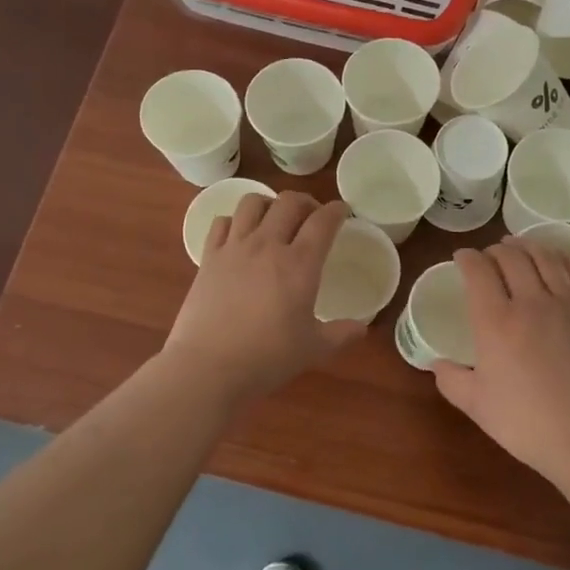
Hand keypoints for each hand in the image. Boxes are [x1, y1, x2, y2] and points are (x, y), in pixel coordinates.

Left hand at [166, 192, 365, 403]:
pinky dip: (236, 221)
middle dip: (306, 202)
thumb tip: (361, 329)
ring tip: (275, 220)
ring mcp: (234, 248)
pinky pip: (222, 223)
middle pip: (288, 202)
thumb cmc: (267, 358)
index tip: (342, 211)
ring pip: (252, 203)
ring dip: (269, 204)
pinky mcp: (208, 258)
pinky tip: (240, 236)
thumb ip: (340, 334)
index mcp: (300, 264)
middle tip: (312, 216)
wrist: (208, 367)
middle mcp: (267, 246)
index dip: (336, 210)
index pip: (322, 222)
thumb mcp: (313, 349)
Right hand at [433, 240, 569, 482]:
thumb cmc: (524, 422)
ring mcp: (565, 307)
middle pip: (512, 257)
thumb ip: (450, 379)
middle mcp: (530, 303)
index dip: (467, 258)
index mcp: (495, 321)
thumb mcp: (475, 404)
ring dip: (528, 246)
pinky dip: (567, 259)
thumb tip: (436, 365)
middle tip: (487, 256)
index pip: (478, 271)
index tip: (461, 258)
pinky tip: (560, 259)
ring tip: (518, 245)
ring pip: (546, 259)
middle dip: (495, 249)